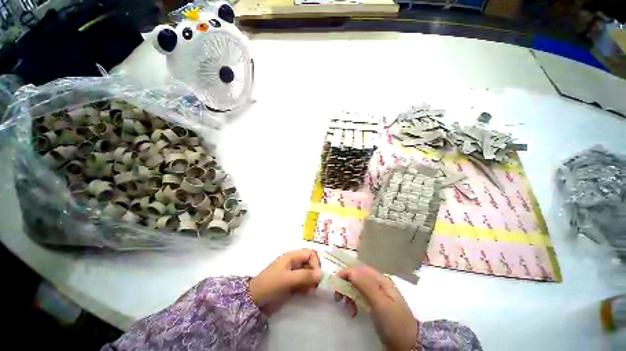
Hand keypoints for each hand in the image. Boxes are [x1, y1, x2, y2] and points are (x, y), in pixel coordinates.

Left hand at [249, 249, 321, 314]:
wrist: (254, 300)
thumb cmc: (271, 284)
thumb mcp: (288, 279)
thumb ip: (305, 276)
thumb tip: (321, 274)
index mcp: (292, 256)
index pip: (310, 254)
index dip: (316, 263)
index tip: (317, 276)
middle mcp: (294, 262)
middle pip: (310, 263)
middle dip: (314, 273)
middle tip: (316, 285)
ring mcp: (293, 273)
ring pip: (308, 273)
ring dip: (312, 281)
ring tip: (312, 291)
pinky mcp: (292, 283)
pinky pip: (304, 282)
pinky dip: (307, 286)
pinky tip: (307, 293)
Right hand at [335, 265, 417, 350]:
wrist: (409, 345)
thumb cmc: (394, 322)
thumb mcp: (380, 303)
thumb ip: (366, 286)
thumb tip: (351, 271)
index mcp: (381, 280)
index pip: (361, 270)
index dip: (347, 272)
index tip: (335, 280)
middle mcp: (379, 285)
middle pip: (358, 278)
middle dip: (347, 284)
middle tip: (338, 295)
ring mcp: (377, 295)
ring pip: (358, 288)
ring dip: (349, 294)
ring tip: (346, 306)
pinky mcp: (375, 306)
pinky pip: (360, 298)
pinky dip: (354, 302)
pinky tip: (352, 311)